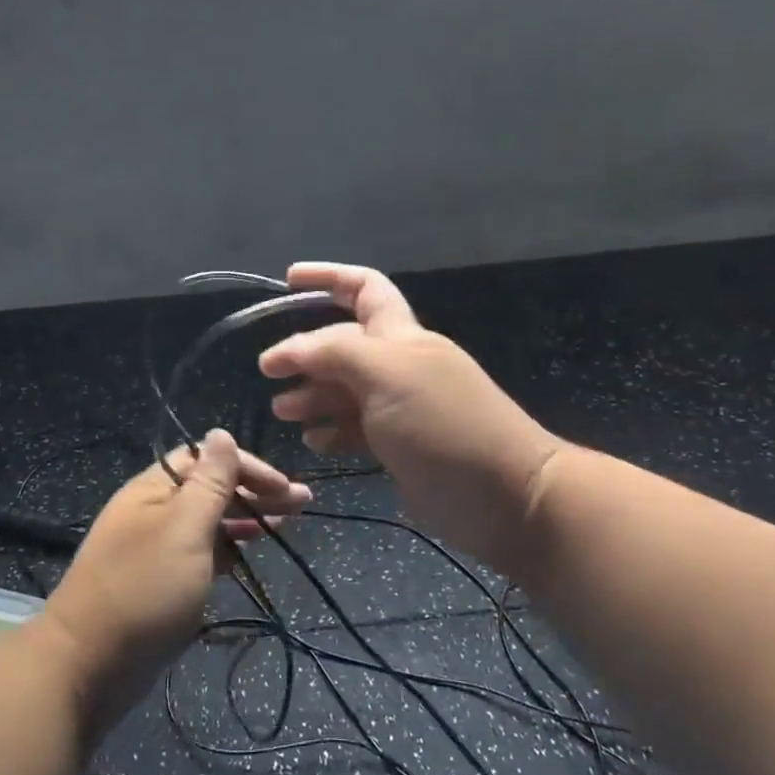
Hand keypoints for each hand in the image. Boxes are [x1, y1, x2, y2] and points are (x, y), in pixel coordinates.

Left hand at [43, 431, 308, 727]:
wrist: (88, 665)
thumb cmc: (143, 589)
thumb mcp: (184, 529)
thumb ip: (209, 482)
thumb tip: (221, 432)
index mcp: (154, 488)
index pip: (206, 458)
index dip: (247, 466)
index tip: (283, 486)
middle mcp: (155, 510)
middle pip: (211, 488)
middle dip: (255, 491)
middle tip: (301, 504)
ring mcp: (157, 547)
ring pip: (209, 521)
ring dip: (247, 518)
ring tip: (286, 523)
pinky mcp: (162, 581)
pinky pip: (202, 552)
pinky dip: (228, 548)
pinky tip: (250, 554)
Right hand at [258, 263, 564, 582]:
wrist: (505, 497)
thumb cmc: (444, 424)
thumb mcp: (386, 373)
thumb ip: (333, 352)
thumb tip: (286, 351)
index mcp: (401, 335)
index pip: (363, 288)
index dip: (327, 277)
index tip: (287, 280)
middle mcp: (399, 365)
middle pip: (343, 344)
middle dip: (305, 352)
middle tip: (270, 374)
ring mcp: (400, 408)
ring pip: (344, 389)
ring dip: (311, 395)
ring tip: (284, 412)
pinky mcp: (400, 447)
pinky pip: (355, 428)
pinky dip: (331, 430)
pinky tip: (315, 442)